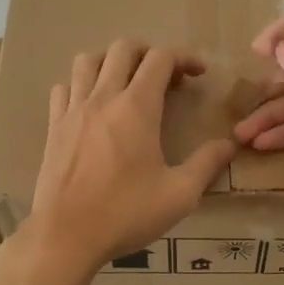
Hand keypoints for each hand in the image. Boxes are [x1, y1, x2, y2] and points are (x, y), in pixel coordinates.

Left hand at [27, 39, 235, 271]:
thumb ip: (207, 164)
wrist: (65, 236)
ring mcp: (73, 110)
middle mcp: (103, 98)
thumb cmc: (125, 214)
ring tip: (126, 81)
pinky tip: (92, 105)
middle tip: (165, 76)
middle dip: (149, 52)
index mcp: (136, 107)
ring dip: (111, 61)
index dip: (184, 57)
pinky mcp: (54, 126)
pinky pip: (64, 87)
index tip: (198, 74)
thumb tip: (230, 144)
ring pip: (88, 60)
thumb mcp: (179, 195)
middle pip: (123, 48)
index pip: (160, 58)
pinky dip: (81, 85)